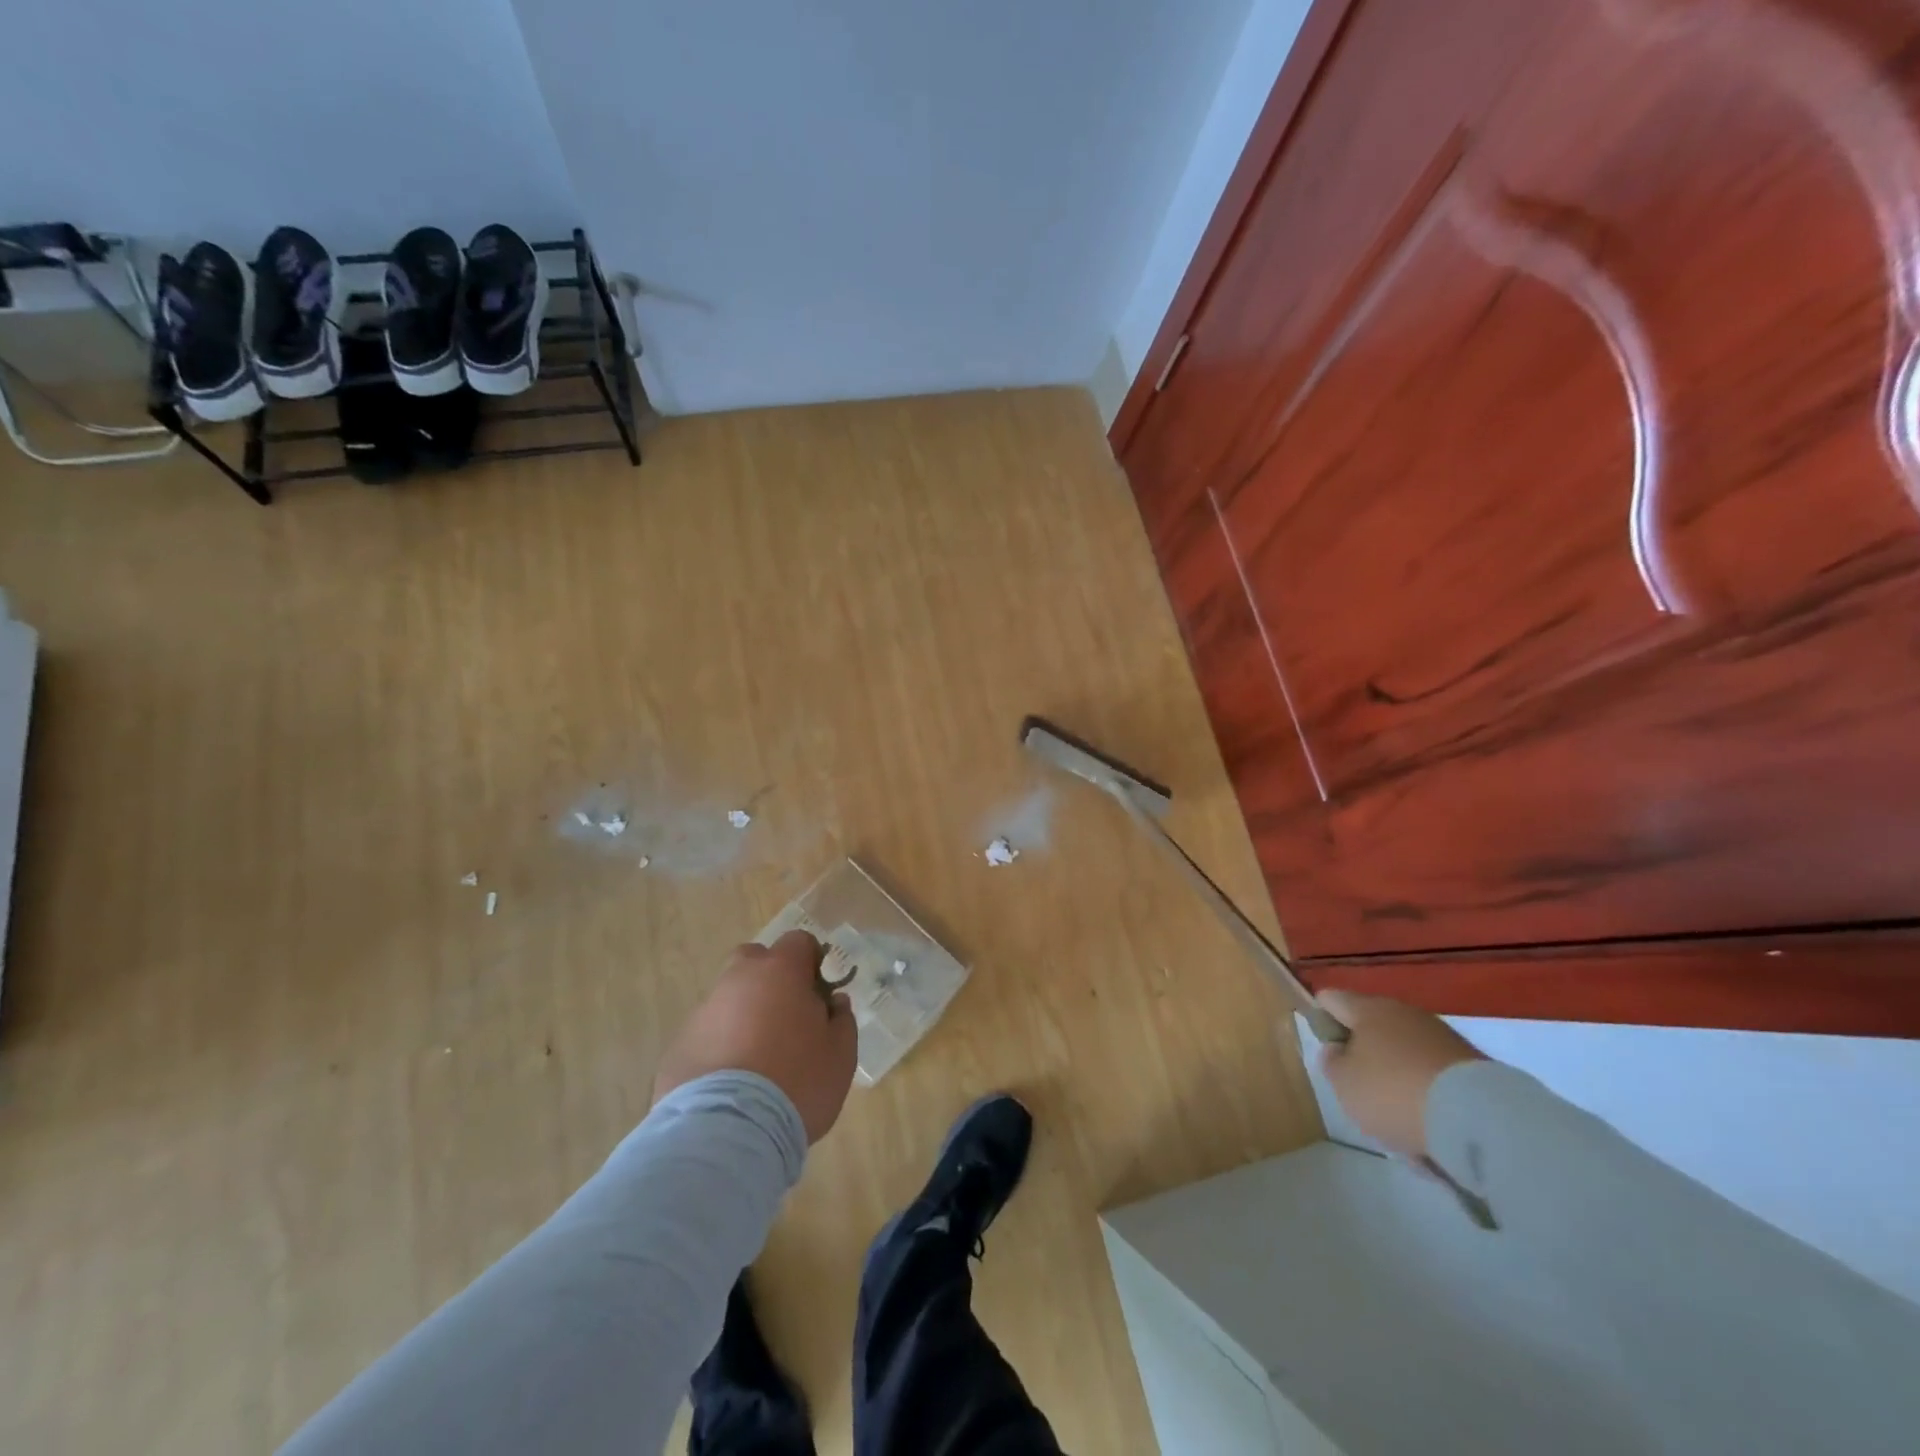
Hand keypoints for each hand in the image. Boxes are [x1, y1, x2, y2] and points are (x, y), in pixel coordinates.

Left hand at [653, 931, 858, 1143]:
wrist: (728, 1132)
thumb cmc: (797, 1082)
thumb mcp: (840, 1055)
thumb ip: (842, 1020)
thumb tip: (834, 1003)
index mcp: (780, 972)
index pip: (798, 942)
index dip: (812, 962)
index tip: (820, 993)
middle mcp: (737, 980)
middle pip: (755, 960)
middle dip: (770, 979)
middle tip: (787, 1018)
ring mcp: (703, 1012)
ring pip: (728, 999)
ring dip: (744, 1016)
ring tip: (759, 1061)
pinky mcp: (678, 1047)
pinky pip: (707, 1035)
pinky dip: (720, 1048)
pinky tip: (732, 1085)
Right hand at [1316, 991, 1484, 1158]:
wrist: (1481, 1119)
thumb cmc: (1394, 1093)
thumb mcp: (1344, 1083)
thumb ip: (1332, 1062)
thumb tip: (1338, 1050)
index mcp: (1368, 1009)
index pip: (1332, 999)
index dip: (1321, 1018)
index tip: (1325, 1048)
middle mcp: (1405, 1013)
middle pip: (1373, 1027)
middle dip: (1365, 1054)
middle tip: (1360, 1090)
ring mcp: (1443, 1037)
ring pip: (1406, 1053)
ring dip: (1399, 1077)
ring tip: (1399, 1118)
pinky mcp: (1473, 1065)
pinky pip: (1435, 1076)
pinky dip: (1428, 1095)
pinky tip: (1429, 1126)